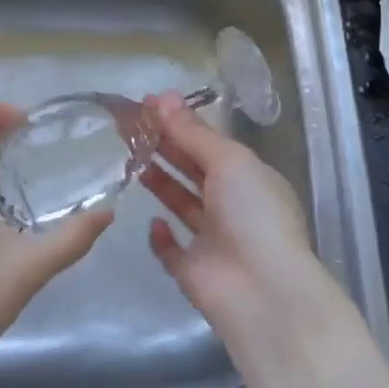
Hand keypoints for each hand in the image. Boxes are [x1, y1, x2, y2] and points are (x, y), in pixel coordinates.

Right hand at [142, 92, 361, 367]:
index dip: (180, 123)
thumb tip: (160, 96)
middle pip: (193, 170)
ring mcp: (213, 240)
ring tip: (129, 159)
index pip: (210, 143)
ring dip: (160, 183)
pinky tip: (151, 221)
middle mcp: (233, 206)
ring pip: (181, 204)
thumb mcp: (228, 161)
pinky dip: (160, 236)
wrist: (262, 291)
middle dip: (164, 147)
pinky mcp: (192, 270)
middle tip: (127, 127)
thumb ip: (192, 131)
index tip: (146, 106)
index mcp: (249, 178)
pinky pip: (171, 249)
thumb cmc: (252, 214)